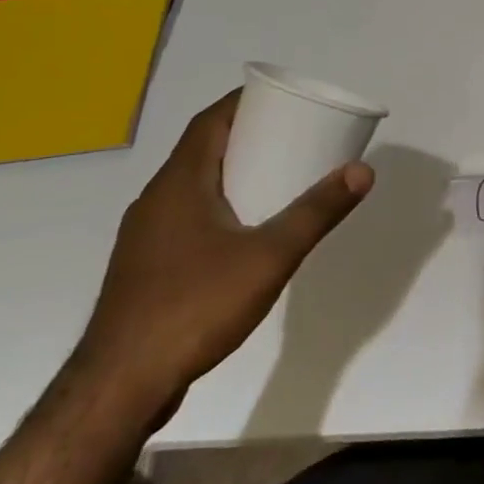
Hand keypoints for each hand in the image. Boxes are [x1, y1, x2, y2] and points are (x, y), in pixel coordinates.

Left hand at [72, 91, 374, 427]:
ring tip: (275, 177)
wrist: (121, 384)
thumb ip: (316, 212)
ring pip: (191, 186)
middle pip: (201, 150)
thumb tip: (362, 170)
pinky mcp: (144, 268)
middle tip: (292, 135)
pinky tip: (242, 232)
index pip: (209, 121)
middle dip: (245, 136)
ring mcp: (144, 236)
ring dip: (230, 172)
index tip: (281, 99)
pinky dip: (217, 205)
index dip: (243, 102)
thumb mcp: (269, 256)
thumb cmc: (195, 306)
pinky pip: (185, 216)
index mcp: (179, 184)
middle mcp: (155, 200)